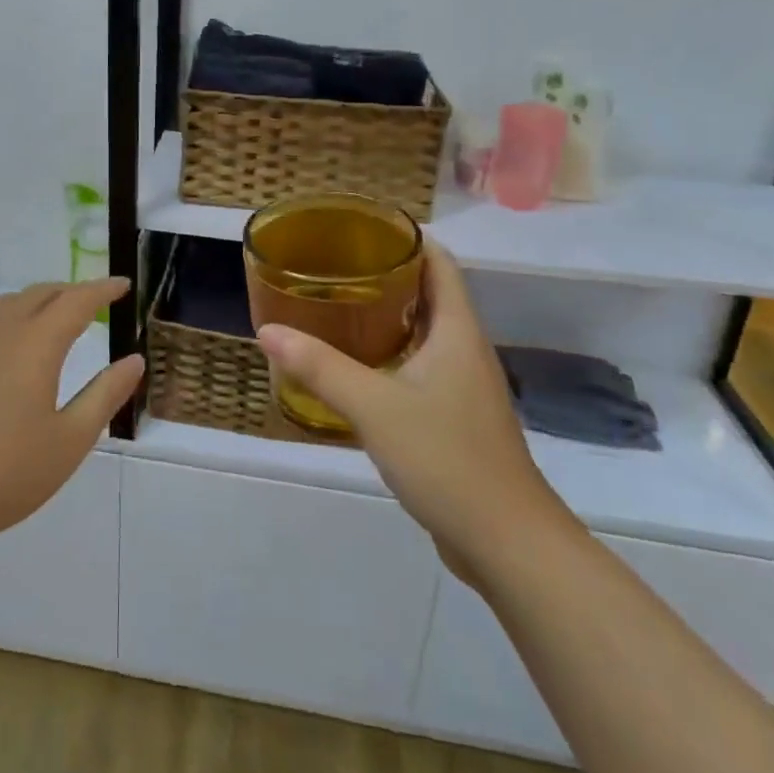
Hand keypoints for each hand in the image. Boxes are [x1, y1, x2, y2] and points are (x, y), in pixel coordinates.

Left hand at [0, 280, 143, 575]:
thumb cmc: (3, 473)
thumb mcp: (69, 441)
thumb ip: (105, 395)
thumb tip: (133, 360)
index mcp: (35, 344)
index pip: (76, 301)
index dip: (102, 289)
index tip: (122, 285)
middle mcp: (0, 330)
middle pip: (41, 293)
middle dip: (72, 291)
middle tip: (95, 303)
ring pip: (9, 303)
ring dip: (39, 301)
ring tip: (55, 319)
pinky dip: (10, 318)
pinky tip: (10, 347)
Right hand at [257, 241, 562, 581]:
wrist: (506, 543)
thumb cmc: (447, 458)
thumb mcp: (375, 406)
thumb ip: (320, 367)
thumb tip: (267, 331)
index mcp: (457, 331)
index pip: (439, 262)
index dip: (406, 238)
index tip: (361, 229)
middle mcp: (466, 349)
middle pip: (430, 293)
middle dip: (386, 275)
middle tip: (335, 267)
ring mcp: (464, 386)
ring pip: (425, 332)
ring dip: (387, 316)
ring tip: (337, 308)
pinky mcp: (457, 418)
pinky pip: (422, 367)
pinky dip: (391, 354)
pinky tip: (357, 368)